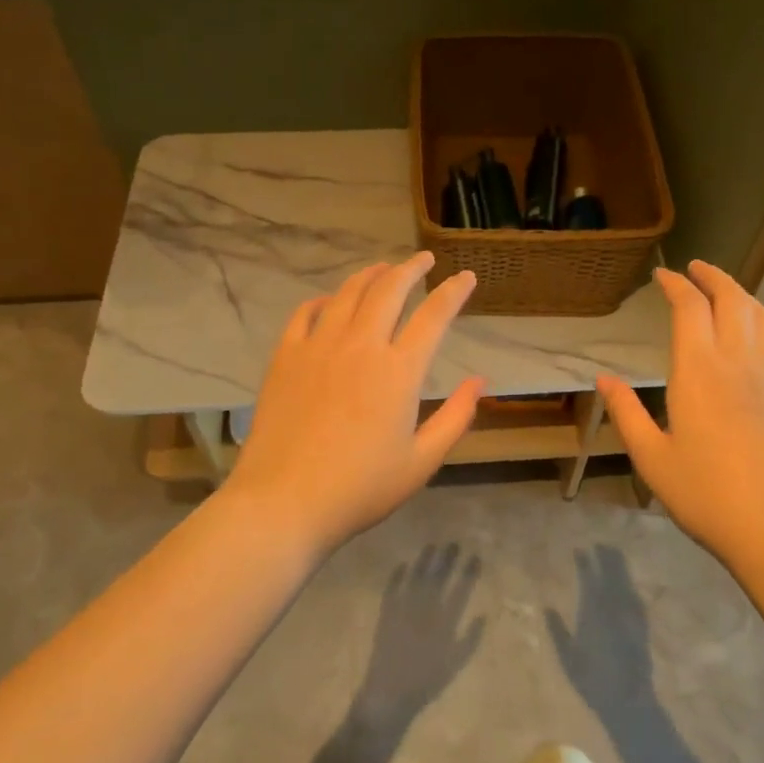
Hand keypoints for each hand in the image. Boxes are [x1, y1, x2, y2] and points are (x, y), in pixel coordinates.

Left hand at [223, 253, 483, 553]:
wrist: (284, 502)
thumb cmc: (360, 489)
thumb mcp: (422, 462)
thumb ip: (456, 417)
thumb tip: (479, 381)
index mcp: (399, 371)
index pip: (434, 316)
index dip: (454, 292)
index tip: (466, 277)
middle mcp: (361, 345)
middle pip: (390, 290)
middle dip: (412, 268)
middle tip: (425, 259)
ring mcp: (319, 346)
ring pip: (349, 293)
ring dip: (371, 275)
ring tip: (384, 269)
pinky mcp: (286, 357)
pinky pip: (307, 312)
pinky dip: (325, 300)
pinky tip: (331, 301)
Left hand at [357, 543, 485, 724]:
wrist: (389, 694)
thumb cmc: (427, 682)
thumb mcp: (455, 664)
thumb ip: (470, 639)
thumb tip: (483, 614)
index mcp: (444, 622)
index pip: (460, 590)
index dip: (468, 572)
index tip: (475, 556)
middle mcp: (424, 610)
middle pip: (438, 578)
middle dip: (447, 559)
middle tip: (454, 543)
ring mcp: (403, 610)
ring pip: (416, 578)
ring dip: (424, 561)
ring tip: (432, 545)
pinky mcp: (385, 614)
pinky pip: (391, 589)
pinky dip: (397, 576)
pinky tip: (402, 565)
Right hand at [547, 547, 656, 712]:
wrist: (629, 701)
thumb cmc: (592, 682)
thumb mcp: (568, 658)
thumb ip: (557, 630)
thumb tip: (547, 608)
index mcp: (592, 612)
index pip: (588, 578)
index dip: (584, 562)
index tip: (580, 549)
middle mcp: (612, 608)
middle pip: (610, 575)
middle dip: (606, 557)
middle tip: (601, 543)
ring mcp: (630, 615)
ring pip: (625, 582)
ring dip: (620, 566)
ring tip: (615, 553)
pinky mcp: (642, 626)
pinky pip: (635, 597)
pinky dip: (630, 586)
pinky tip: (629, 585)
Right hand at [597, 260, 763, 563]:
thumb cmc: (706, 494)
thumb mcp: (652, 458)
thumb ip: (626, 413)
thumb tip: (604, 379)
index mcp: (699, 371)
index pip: (690, 308)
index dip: (676, 285)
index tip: (662, 275)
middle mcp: (739, 361)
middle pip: (731, 298)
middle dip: (712, 276)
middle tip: (695, 269)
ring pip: (760, 315)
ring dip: (739, 293)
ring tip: (723, 290)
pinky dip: (758, 322)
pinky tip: (750, 336)